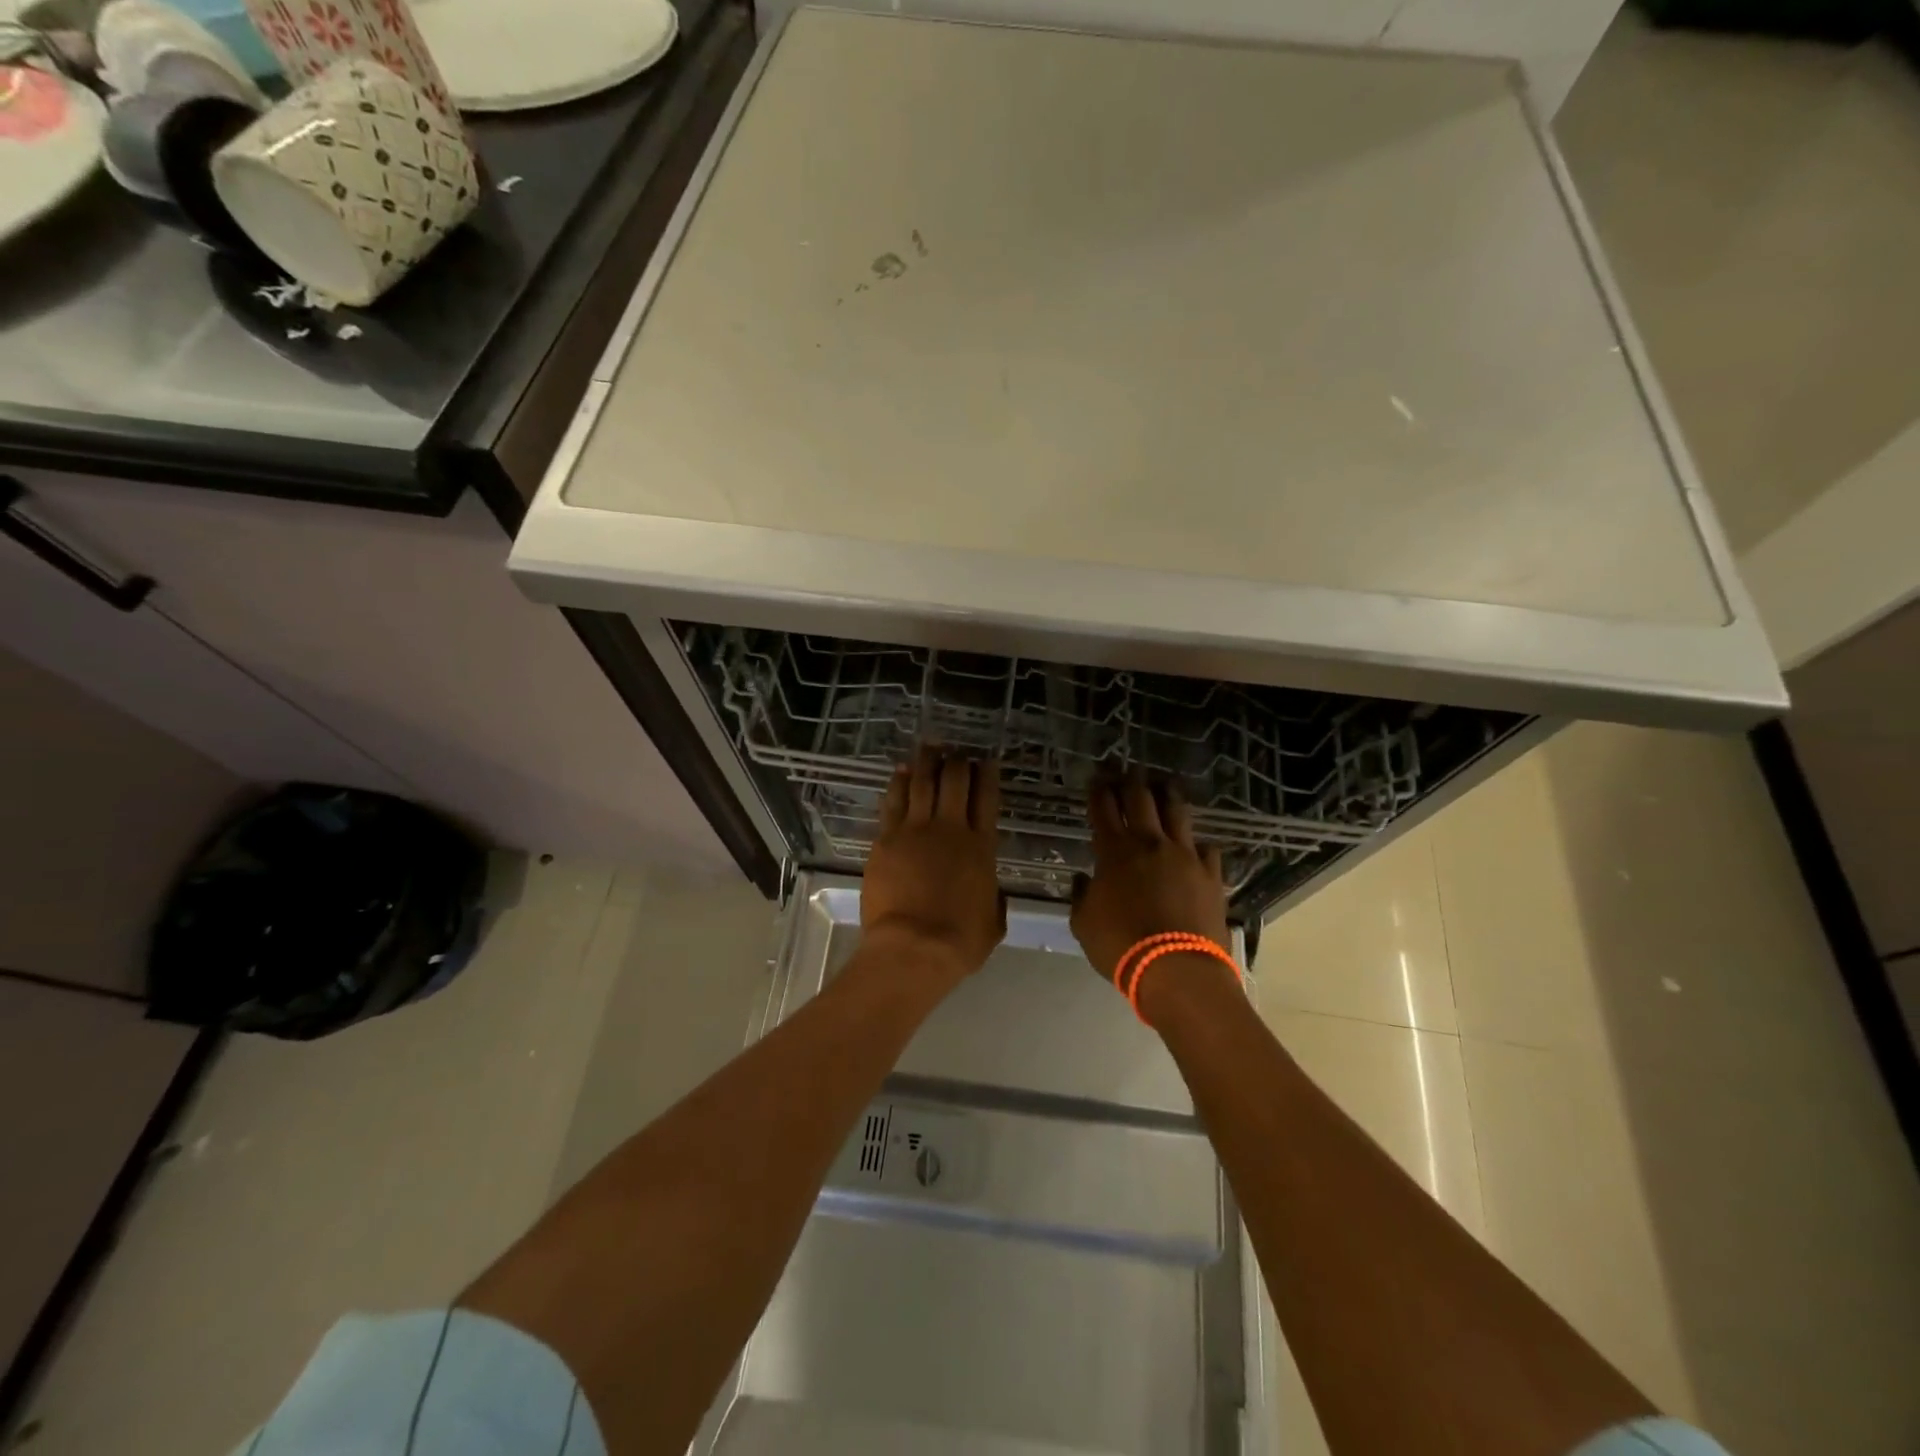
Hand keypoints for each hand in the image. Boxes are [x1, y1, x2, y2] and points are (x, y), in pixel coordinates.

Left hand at [861, 746, 1006, 981]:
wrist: (913, 947)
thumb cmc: (959, 941)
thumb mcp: (993, 922)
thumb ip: (994, 899)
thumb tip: (994, 892)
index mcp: (982, 847)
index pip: (987, 799)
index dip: (987, 775)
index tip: (986, 760)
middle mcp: (951, 829)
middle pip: (954, 781)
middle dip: (958, 762)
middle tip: (957, 752)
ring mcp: (915, 830)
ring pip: (922, 783)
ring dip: (927, 762)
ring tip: (930, 747)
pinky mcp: (887, 839)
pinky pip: (893, 801)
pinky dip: (898, 782)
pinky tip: (900, 771)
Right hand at [1069, 768, 1231, 983]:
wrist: (1177, 969)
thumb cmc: (1121, 946)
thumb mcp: (1084, 924)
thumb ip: (1082, 896)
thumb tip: (1085, 880)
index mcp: (1114, 851)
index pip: (1103, 808)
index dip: (1099, 789)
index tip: (1097, 776)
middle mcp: (1150, 843)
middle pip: (1140, 799)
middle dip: (1131, 780)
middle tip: (1127, 769)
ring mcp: (1185, 855)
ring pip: (1177, 812)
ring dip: (1167, 795)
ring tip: (1164, 784)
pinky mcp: (1211, 874)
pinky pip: (1206, 848)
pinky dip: (1197, 844)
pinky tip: (1196, 845)